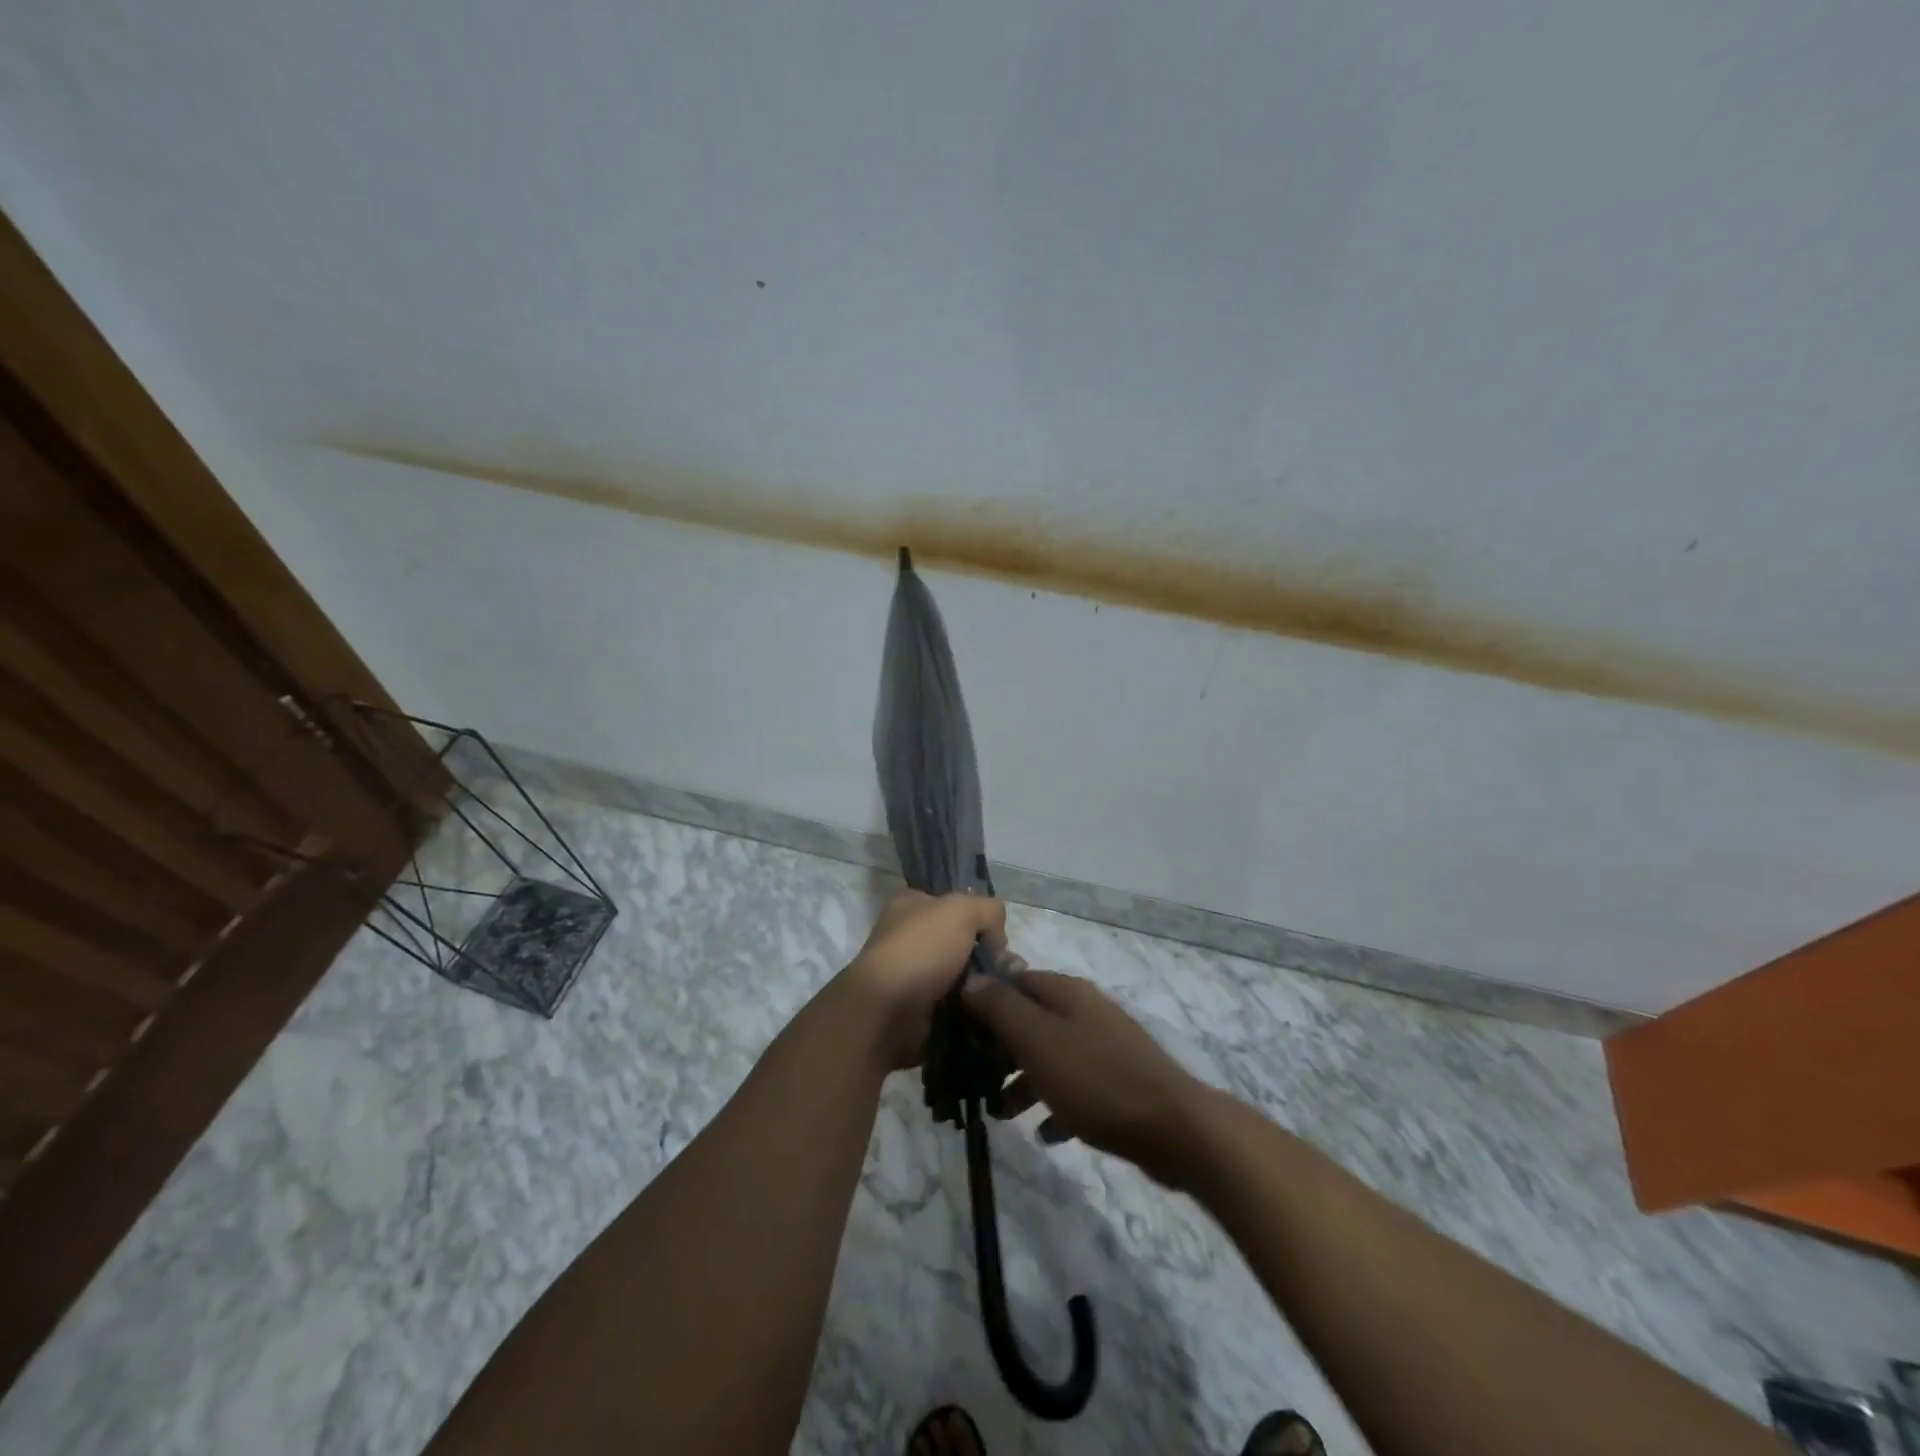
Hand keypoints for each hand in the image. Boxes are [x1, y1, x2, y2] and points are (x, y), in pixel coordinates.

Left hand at [839, 889, 1007, 1068]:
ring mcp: (910, 973)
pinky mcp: (916, 1007)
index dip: (978, 916)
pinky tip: (988, 1009)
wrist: (888, 1010)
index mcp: (909, 904)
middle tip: (1008, 969)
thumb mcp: (962, 910)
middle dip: (985, 954)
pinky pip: (954, 1002)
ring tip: (1003, 992)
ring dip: (981, 983)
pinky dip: (971, 1006)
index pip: (951, 903)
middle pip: (959, 940)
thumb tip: (997, 940)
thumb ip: (988, 910)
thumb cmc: (921, 948)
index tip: (998, 937)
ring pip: (960, 974)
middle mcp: (906, 935)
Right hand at [961, 970, 1210, 1188]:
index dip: (984, 1001)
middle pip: (1031, 1019)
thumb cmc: (1096, 1080)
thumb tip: (971, 978)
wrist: (1174, 1129)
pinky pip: (1076, 1087)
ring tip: (1002, 1114)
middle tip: (975, 1079)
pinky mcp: (1119, 1082)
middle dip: (1001, 1048)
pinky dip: (1056, 1105)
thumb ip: (1001, 1008)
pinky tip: (1046, 1134)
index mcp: (1066, 992)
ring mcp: (1106, 1046)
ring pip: (1051, 1055)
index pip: (1014, 981)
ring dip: (1023, 1081)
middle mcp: (1085, 1011)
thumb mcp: (1037, 1040)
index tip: (958, 1031)